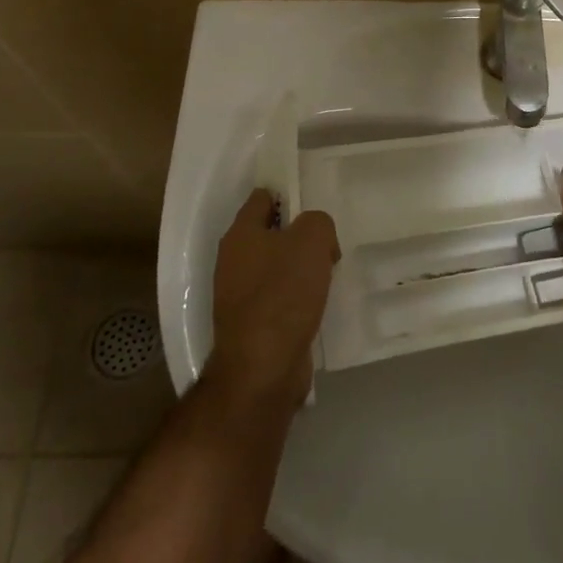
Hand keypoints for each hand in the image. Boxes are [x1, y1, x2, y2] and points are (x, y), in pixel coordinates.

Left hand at [210, 190, 338, 405]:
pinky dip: (297, 297)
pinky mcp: (252, 324)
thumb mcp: (312, 240)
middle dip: (299, 234)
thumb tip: (317, 239)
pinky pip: (279, 297)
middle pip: (270, 233)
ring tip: (329, 272)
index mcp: (241, 234)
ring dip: (300, 267)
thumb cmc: (283, 294)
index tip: (315, 204)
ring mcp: (239, 295)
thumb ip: (318, 222)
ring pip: (276, 266)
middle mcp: (233, 261)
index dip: (288, 195)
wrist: (263, 368)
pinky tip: (318, 302)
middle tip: (329, 241)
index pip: (262, 198)